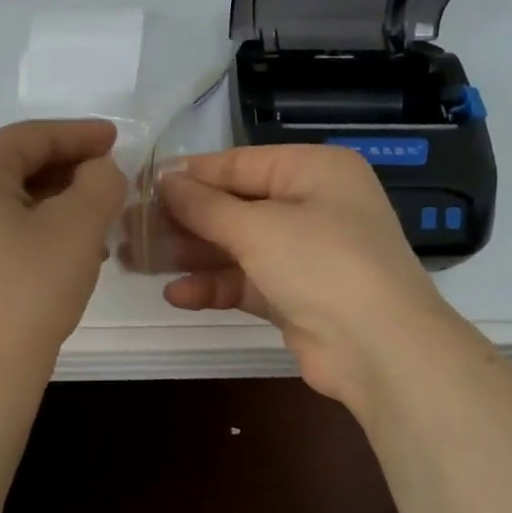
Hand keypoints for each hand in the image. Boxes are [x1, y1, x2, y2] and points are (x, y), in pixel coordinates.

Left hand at [0, 119, 126, 382]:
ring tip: (98, 219)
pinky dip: (34, 228)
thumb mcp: (79, 225)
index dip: (79, 135)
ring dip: (55, 202)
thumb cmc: (30, 288)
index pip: (31, 137)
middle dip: (68, 170)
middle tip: (110, 178)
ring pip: (8, 200)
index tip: (117, 138)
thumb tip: (98, 170)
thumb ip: (99, 181)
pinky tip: (67, 249)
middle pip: (16, 166)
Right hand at [156, 145, 454, 411]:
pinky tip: (176, 294)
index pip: (239, 164)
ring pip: (237, 246)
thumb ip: (205, 205)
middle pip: (235, 206)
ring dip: (192, 254)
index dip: (191, 175)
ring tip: (138, 261)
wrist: (380, 348)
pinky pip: (247, 281)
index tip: (143, 185)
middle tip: (132, 228)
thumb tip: (165, 179)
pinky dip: (214, 285)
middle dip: (185, 220)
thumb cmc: (320, 263)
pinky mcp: (297, 295)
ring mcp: (306, 253)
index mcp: (314, 170)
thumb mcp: (256, 227)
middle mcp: (313, 205)